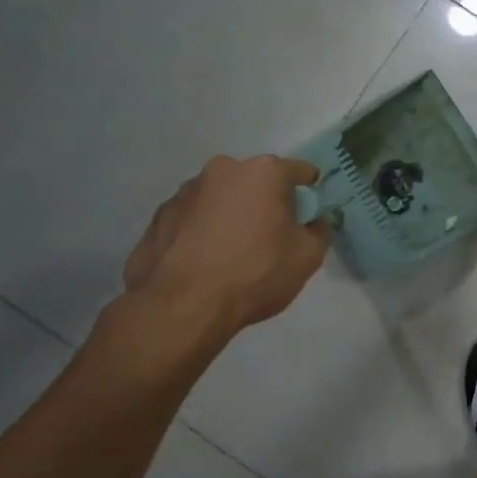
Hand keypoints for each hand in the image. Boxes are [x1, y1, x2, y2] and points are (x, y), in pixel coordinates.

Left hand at [123, 155, 328, 342]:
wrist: (182, 307)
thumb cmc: (255, 273)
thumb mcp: (308, 257)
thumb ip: (318, 230)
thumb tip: (312, 222)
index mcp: (264, 172)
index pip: (300, 172)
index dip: (309, 194)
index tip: (308, 217)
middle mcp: (223, 170)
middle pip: (256, 181)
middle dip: (265, 202)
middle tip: (269, 237)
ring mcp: (185, 192)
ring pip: (221, 198)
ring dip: (230, 215)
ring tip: (230, 253)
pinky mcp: (158, 217)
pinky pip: (192, 218)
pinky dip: (201, 231)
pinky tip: (203, 261)